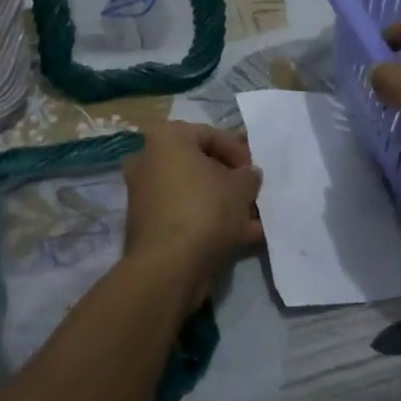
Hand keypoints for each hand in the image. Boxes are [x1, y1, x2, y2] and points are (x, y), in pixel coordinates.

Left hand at [122, 123, 263, 306]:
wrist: (169, 266)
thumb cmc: (205, 209)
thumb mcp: (241, 186)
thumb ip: (249, 175)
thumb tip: (248, 175)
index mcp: (166, 138)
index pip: (210, 134)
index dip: (239, 151)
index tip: (255, 171)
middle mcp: (148, 161)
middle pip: (200, 165)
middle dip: (230, 181)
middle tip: (253, 194)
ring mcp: (145, 195)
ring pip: (194, 193)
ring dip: (224, 204)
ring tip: (254, 220)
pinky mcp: (148, 226)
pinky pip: (186, 216)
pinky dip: (210, 223)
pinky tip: (241, 238)